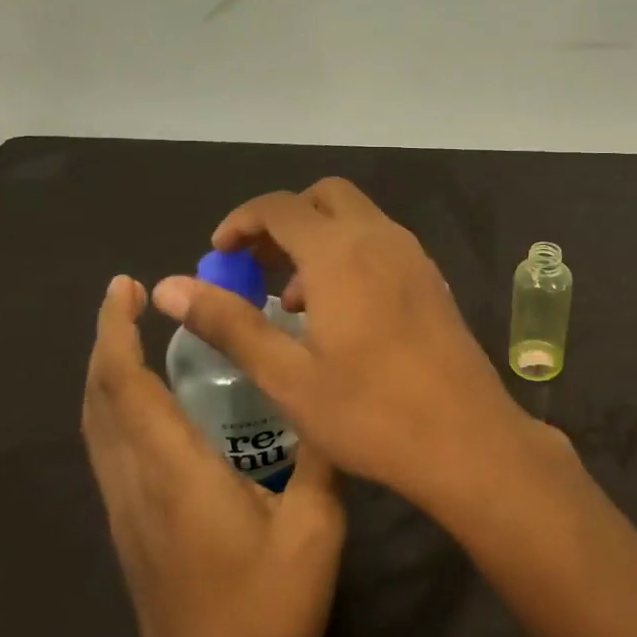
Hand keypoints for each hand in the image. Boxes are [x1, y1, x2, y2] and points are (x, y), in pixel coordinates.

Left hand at [81, 276, 344, 636]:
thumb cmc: (267, 611)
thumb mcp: (315, 527)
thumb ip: (318, 455)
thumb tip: (325, 396)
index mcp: (176, 474)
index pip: (126, 388)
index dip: (116, 332)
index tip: (125, 286)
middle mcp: (136, 485)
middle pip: (98, 400)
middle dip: (103, 341)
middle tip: (128, 295)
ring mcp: (126, 512)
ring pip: (96, 427)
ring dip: (105, 373)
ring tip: (133, 334)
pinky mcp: (131, 532)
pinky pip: (108, 450)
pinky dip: (114, 407)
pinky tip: (148, 402)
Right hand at [150, 178, 532, 509]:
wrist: (467, 439)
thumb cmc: (370, 413)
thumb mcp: (288, 376)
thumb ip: (229, 324)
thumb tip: (169, 286)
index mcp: (340, 253)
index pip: (279, 206)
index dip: (241, 221)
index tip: (219, 255)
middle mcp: (380, 238)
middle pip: (325, 197)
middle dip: (284, 220)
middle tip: (256, 266)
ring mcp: (414, 256)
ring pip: (357, 219)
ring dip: (319, 239)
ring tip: (292, 300)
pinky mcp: (432, 279)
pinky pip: (382, 243)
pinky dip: (351, 254)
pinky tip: (340, 313)